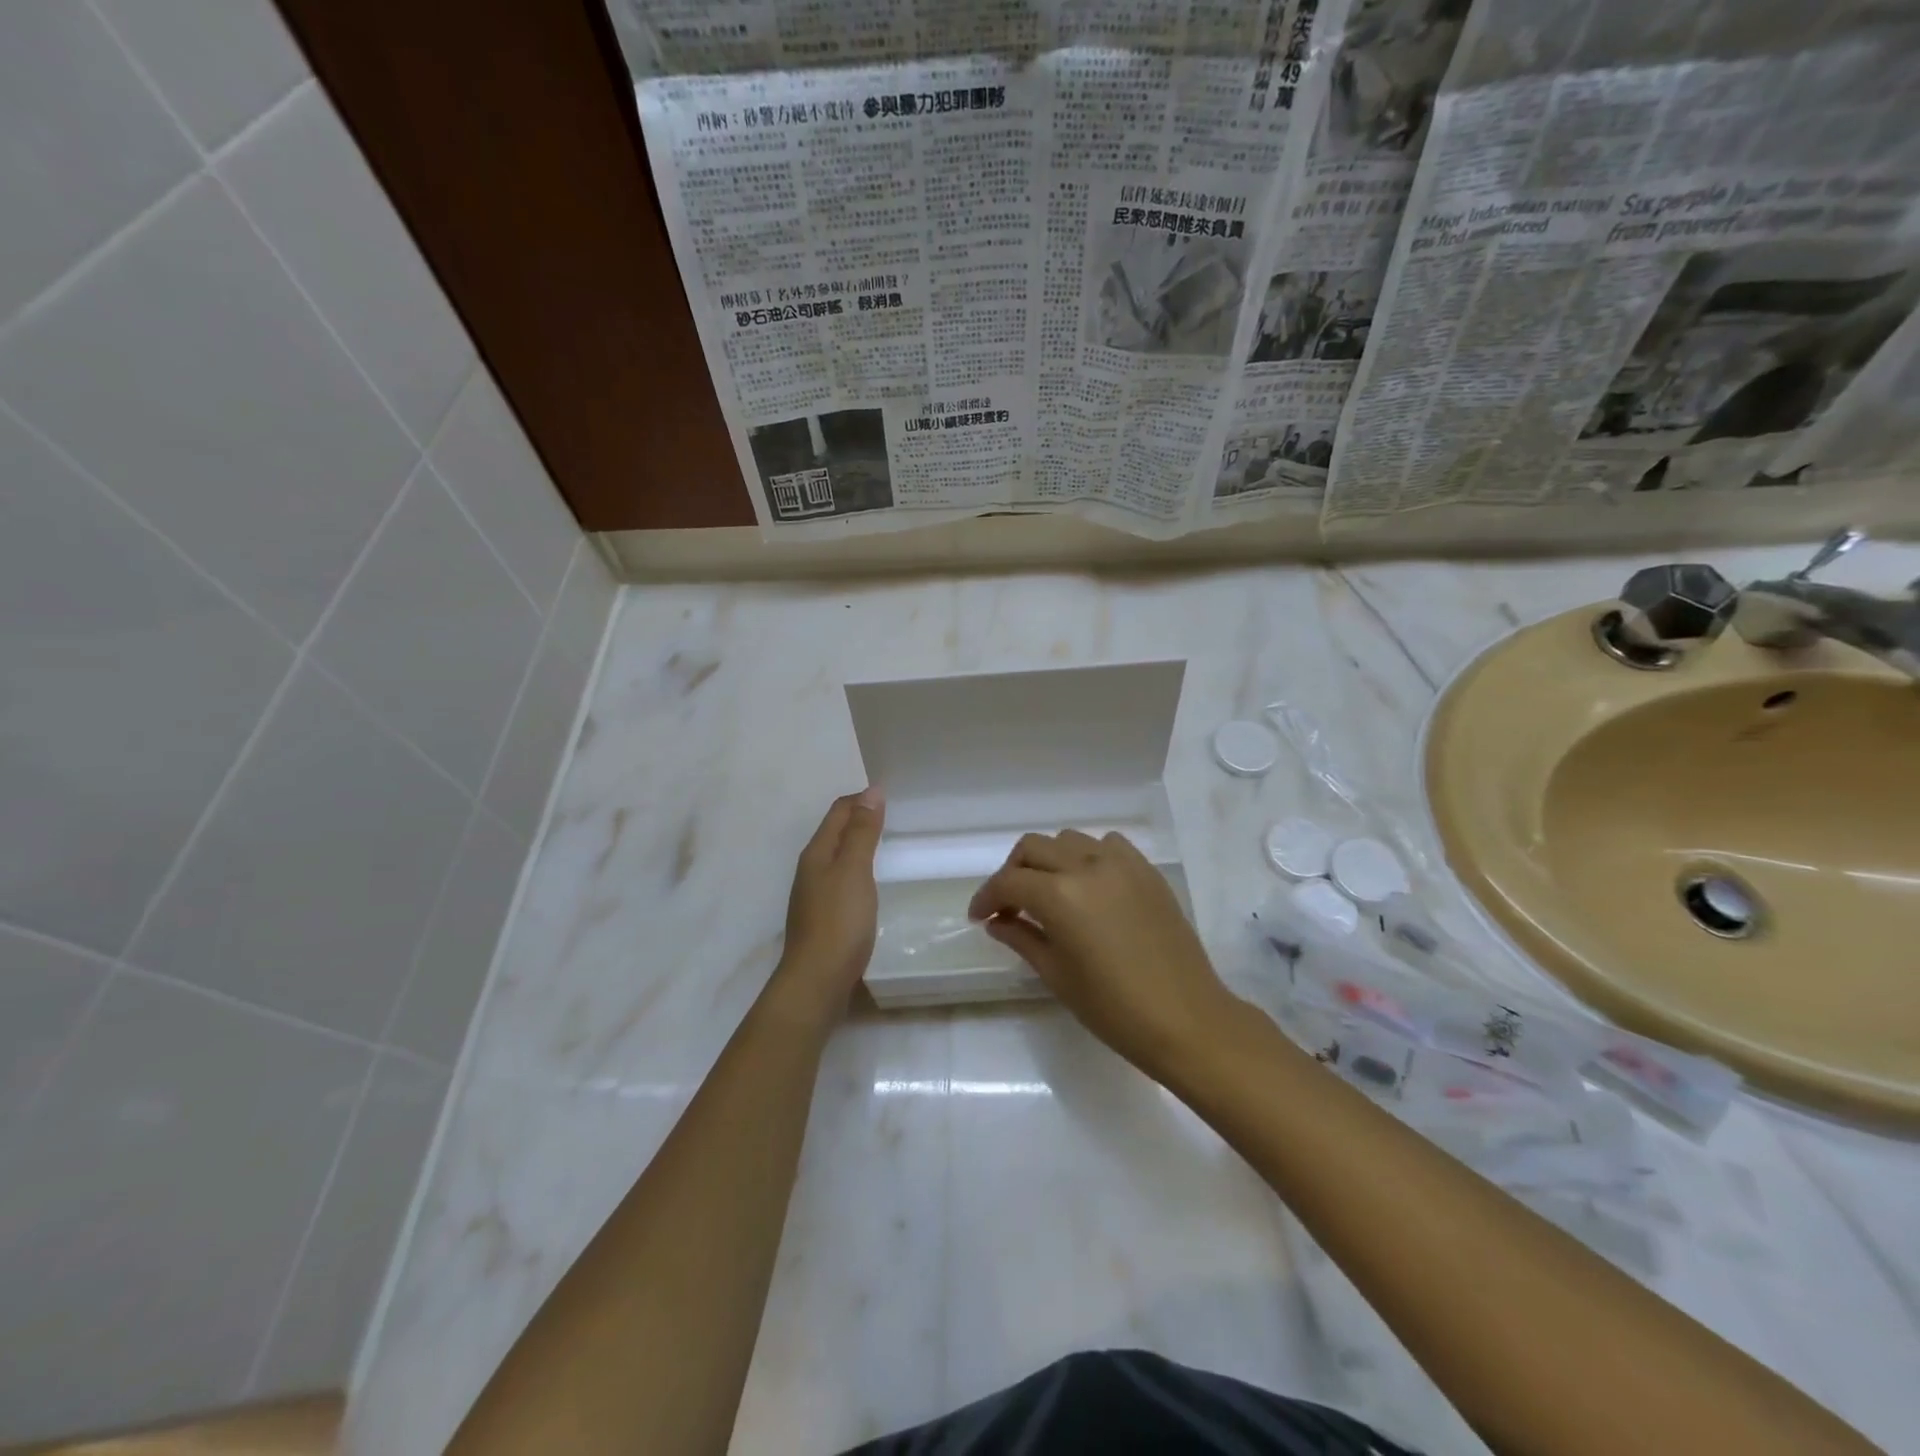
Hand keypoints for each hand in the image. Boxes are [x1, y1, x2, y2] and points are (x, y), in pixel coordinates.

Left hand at [772, 789, 884, 1019]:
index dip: (861, 799)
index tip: (889, 793)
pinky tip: (872, 881)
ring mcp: (815, 895)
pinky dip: (858, 869)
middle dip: (860, 818)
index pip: (838, 812)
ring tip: (886, 842)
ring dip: (858, 844)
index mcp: (816, 853)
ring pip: (837, 857)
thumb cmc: (838, 921)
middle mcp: (811, 869)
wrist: (817, 981)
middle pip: (835, 832)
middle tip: (893, 814)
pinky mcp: (824, 918)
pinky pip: (842, 880)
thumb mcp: (854, 871)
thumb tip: (871, 791)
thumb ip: (862, 832)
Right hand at [968, 830, 1238, 1079]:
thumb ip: (1021, 938)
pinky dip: (1088, 856)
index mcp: (1060, 895)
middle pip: (1033, 848)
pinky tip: (1088, 886)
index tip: (979, 916)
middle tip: (1009, 905)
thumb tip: (996, 921)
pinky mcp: (1147, 871)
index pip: (1009, 882)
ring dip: (1049, 861)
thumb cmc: (1114, 1008)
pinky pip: (1107, 845)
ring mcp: (1122, 864)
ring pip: (1069, 840)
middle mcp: (1088, 866)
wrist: (1187, 1020)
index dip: (987, 897)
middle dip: (1012, 872)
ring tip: (1048, 893)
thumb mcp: (1057, 975)